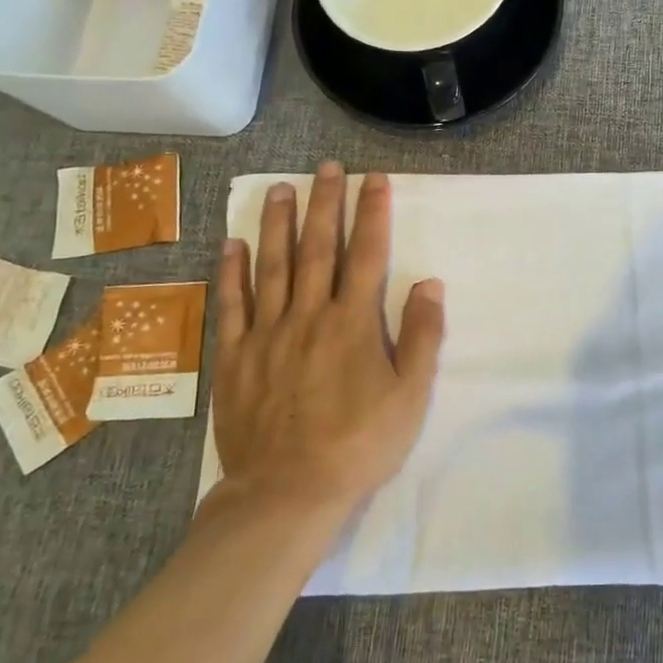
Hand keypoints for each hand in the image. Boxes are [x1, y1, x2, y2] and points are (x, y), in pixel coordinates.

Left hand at [207, 162, 444, 514]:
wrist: (286, 494)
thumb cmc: (358, 445)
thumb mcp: (410, 397)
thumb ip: (422, 337)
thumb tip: (431, 284)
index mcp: (353, 322)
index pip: (368, 254)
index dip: (373, 213)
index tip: (374, 179)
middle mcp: (309, 315)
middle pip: (319, 248)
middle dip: (325, 204)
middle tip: (326, 168)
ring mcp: (267, 333)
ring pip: (273, 266)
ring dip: (279, 224)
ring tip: (281, 188)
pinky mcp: (235, 357)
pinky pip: (232, 305)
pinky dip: (233, 272)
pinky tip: (234, 243)